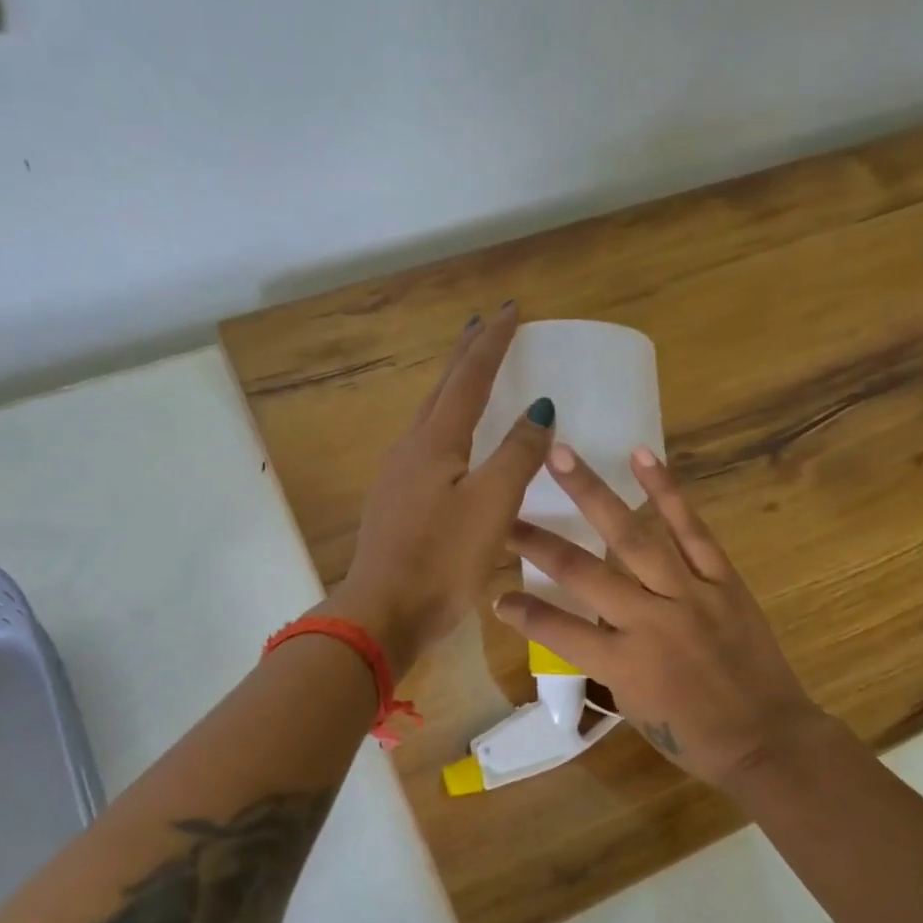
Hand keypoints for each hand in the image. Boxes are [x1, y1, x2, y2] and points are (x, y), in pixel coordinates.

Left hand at [329, 301, 554, 674]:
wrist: (383, 612)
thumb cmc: (442, 559)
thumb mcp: (492, 505)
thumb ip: (517, 455)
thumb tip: (539, 407)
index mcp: (436, 441)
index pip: (469, 377)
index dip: (491, 342)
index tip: (510, 309)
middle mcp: (411, 449)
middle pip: (442, 389)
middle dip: (466, 355)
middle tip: (485, 326)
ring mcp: (397, 477)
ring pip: (430, 417)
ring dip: (453, 389)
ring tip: (472, 376)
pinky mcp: (396, 503)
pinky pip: (426, 448)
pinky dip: (447, 427)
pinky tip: (453, 445)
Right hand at [493, 443, 830, 792]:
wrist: (767, 739)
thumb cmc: (692, 737)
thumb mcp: (633, 705)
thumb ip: (605, 658)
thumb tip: (588, 619)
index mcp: (622, 663)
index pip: (557, 630)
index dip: (523, 612)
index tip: (496, 595)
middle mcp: (649, 621)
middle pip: (584, 572)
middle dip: (539, 541)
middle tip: (507, 508)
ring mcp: (689, 595)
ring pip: (634, 536)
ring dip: (594, 493)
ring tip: (562, 456)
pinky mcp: (722, 580)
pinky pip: (692, 530)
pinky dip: (666, 493)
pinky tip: (642, 457)